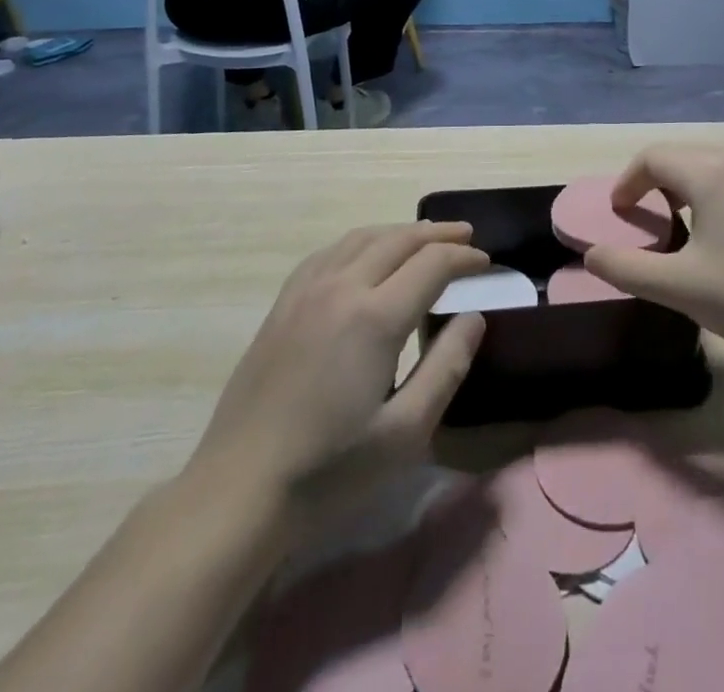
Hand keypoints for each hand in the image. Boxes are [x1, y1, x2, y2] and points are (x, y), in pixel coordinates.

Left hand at [184, 223, 487, 528]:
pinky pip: (329, 252)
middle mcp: (341, 288)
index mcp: (374, 317)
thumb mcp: (405, 432)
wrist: (238, 492)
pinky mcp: (282, 305)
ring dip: (400, 232)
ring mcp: (306, 292)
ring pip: (362, 238)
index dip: (464, 257)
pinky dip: (361, 242)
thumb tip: (474, 317)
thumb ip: (447, 366)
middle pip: (398, 240)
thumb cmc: (329, 471)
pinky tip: (366, 254)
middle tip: (467, 236)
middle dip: (438, 234)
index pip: (432, 264)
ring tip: (425, 237)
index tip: (486, 263)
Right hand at [585, 146, 723, 360]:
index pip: (653, 158)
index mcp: (710, 173)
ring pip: (706, 165)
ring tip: (672, 222)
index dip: (627, 181)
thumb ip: (626, 267)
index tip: (617, 213)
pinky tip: (712, 232)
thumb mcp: (677, 286)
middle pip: (680, 156)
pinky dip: (707, 192)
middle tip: (639, 215)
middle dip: (651, 180)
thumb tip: (591, 255)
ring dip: (680, 185)